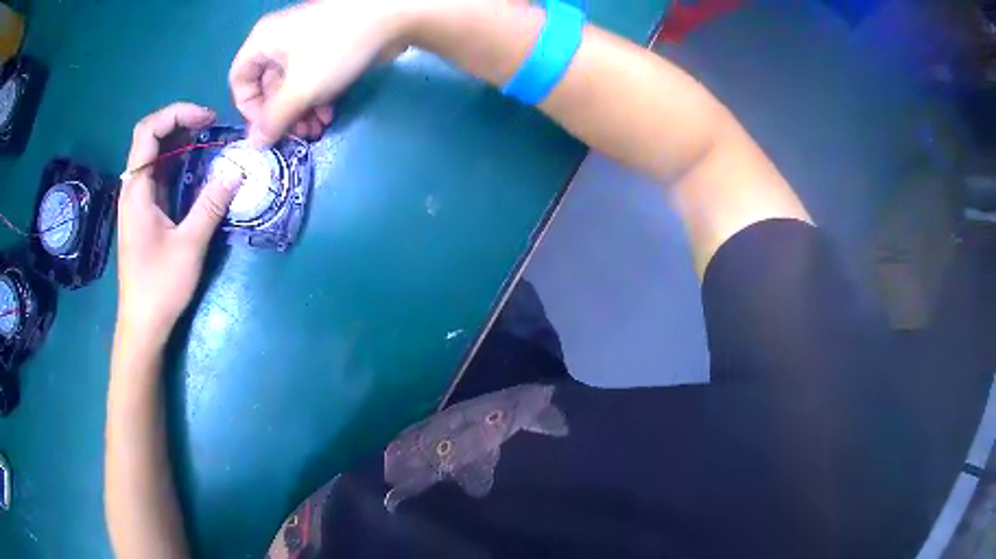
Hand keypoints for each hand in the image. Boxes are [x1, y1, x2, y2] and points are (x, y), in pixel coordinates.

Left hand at [116, 103, 241, 345]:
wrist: (142, 326)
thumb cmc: (159, 287)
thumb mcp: (189, 246)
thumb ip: (211, 204)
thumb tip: (237, 169)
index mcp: (137, 190)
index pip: (148, 131)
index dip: (177, 113)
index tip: (207, 119)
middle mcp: (133, 189)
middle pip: (150, 138)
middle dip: (181, 123)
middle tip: (211, 127)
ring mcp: (138, 202)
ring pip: (155, 156)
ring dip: (181, 142)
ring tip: (209, 142)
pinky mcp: (145, 214)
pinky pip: (160, 176)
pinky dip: (179, 164)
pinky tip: (197, 169)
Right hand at [229, 0, 412, 144]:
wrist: (391, 16)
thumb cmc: (334, 49)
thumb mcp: (299, 90)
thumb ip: (274, 119)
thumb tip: (255, 143)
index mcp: (262, 42)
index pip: (239, 80)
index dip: (248, 109)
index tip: (266, 129)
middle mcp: (278, 40)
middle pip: (268, 86)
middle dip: (282, 115)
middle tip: (298, 136)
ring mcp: (304, 43)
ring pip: (292, 85)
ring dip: (301, 112)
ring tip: (317, 131)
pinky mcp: (328, 47)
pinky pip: (312, 77)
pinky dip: (316, 98)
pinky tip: (329, 116)